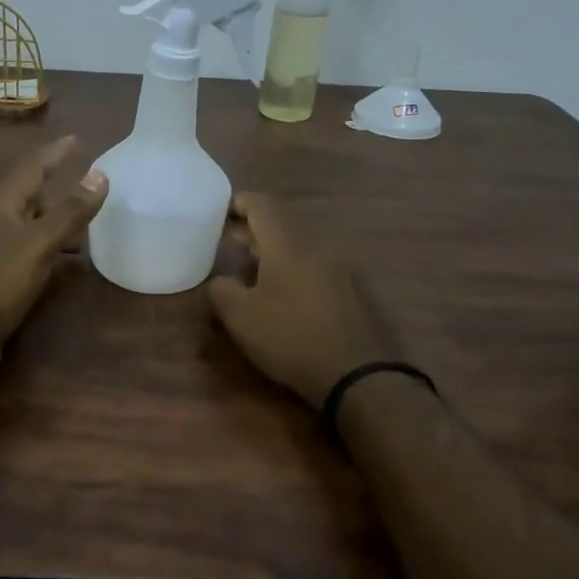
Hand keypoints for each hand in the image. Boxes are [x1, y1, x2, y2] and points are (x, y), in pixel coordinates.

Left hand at [0, 136, 108, 355]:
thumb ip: (70, 211)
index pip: (32, 166)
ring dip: (50, 219)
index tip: (75, 139)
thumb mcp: (40, 243)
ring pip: (24, 220)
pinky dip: (41, 242)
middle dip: (55, 189)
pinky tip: (53, 257)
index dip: (55, 152)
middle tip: (83, 188)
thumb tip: (100, 174)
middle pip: (27, 193)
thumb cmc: (0, 277)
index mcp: (0, 201)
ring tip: (77, 227)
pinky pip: (19, 243)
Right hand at [207, 193, 399, 410]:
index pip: (263, 205)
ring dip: (273, 256)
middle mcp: (317, 249)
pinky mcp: (355, 295)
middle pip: (281, 228)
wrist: (359, 376)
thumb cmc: (291, 338)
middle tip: (226, 243)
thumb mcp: (240, 316)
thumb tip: (220, 279)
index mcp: (288, 245)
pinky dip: (293, 275)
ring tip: (250, 274)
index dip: (239, 202)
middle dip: (251, 232)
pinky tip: (284, 299)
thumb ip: (221, 289)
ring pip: (299, 251)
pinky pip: (316, 272)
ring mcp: (341, 271)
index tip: (219, 210)